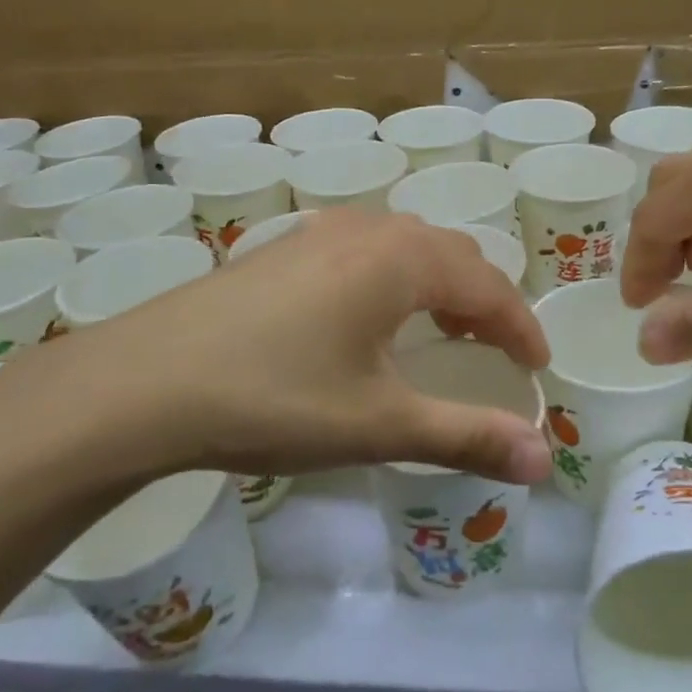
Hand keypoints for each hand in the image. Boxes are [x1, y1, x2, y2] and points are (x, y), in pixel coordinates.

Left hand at [45, 212, 551, 485]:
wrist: (146, 381)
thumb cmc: (276, 397)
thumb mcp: (379, 423)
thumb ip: (467, 437)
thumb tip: (545, 462)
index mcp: (402, 259)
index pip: (489, 286)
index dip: (521, 328)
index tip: (537, 369)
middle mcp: (368, 229)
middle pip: (452, 255)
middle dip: (484, 302)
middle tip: (492, 353)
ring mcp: (320, 231)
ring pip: (407, 246)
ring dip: (439, 285)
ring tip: (440, 334)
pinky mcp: (286, 246)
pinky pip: (366, 249)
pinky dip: (395, 277)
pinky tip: (370, 317)